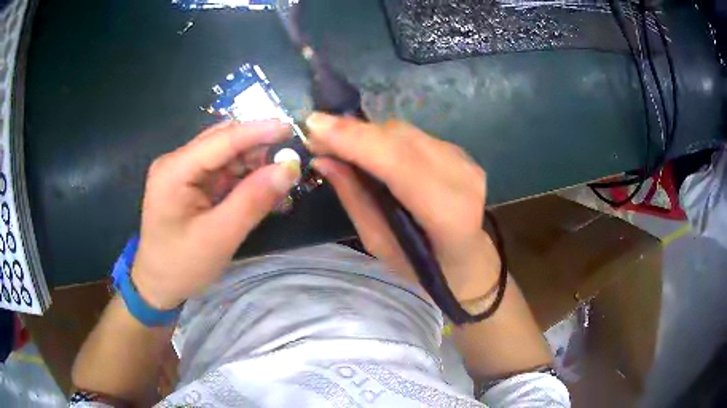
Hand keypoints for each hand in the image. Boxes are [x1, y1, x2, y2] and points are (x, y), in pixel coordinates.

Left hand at [131, 120, 300, 309]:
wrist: (158, 286)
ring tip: (279, 180)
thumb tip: (289, 168)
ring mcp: (182, 171)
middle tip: (288, 163)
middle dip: (257, 147)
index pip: (222, 139)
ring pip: (225, 154)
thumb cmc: (182, 266)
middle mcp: (176, 162)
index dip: (258, 131)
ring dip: (253, 163)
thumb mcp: (220, 237)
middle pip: (223, 141)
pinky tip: (261, 189)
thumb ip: (253, 200)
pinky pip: (222, 171)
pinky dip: (244, 177)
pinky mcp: (189, 183)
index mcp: (174, 170)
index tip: (292, 128)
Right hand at [306, 113, 499, 301]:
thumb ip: (355, 198)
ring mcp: (465, 161)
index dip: (355, 140)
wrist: (467, 257)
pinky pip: (413, 136)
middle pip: (400, 139)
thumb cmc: (421, 265)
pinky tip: (367, 147)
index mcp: (447, 213)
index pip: (399, 164)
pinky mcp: (461, 152)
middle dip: (353, 132)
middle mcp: (461, 179)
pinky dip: (384, 138)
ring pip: (405, 132)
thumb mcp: (380, 243)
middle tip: (316, 133)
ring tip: (337, 141)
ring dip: (367, 133)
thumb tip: (323, 160)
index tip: (314, 126)